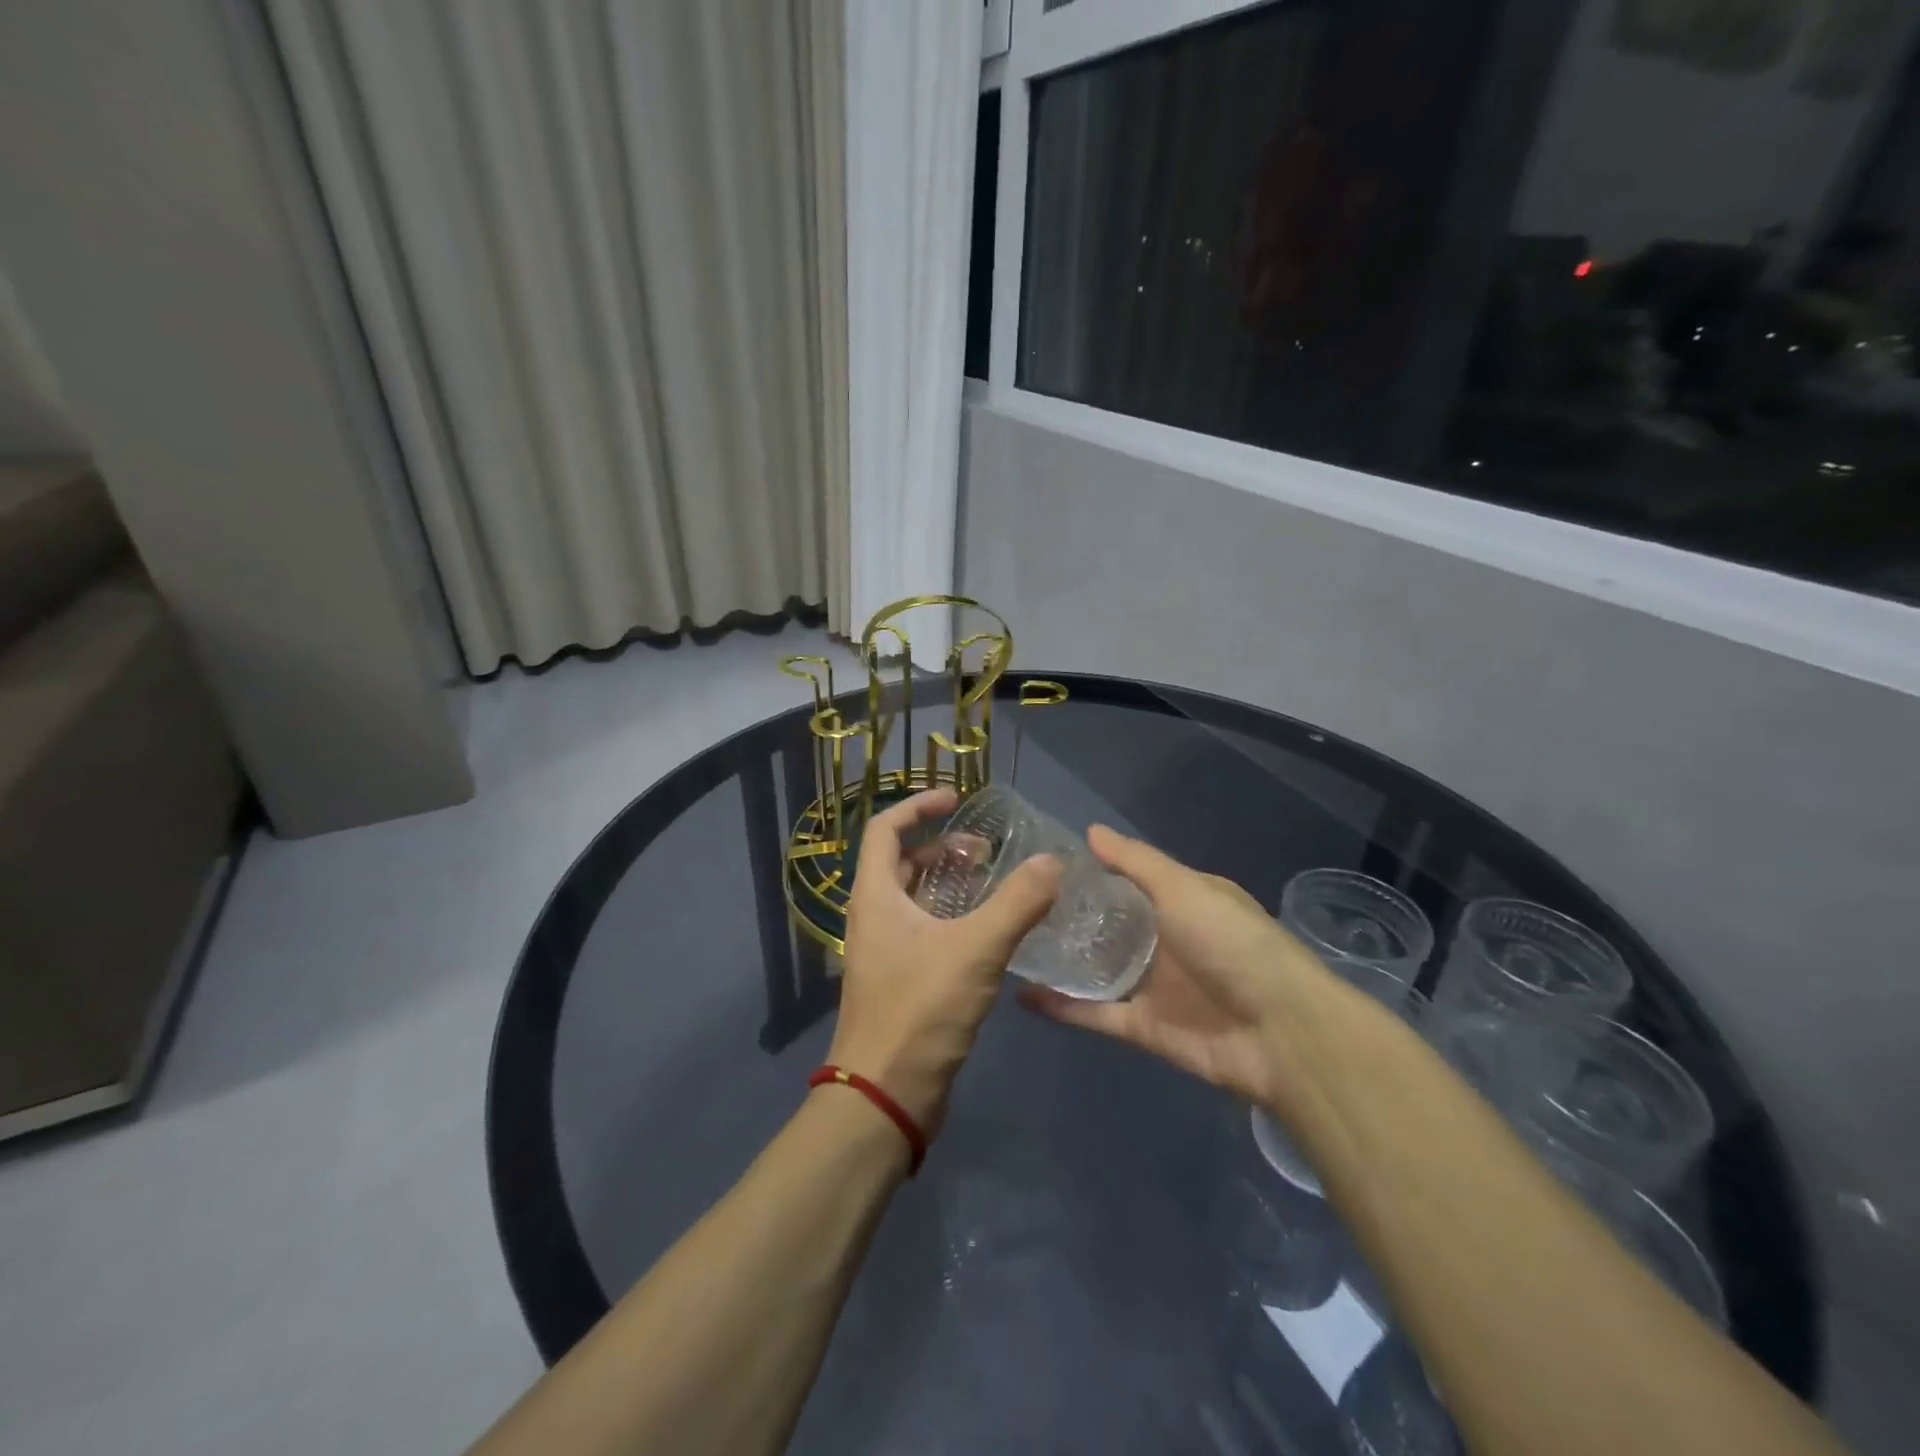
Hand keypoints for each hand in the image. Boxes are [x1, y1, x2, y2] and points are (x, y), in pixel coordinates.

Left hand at [832, 787, 1061, 1134]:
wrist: (885, 1095)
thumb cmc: (920, 1011)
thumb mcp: (975, 950)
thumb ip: (1017, 903)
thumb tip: (1053, 862)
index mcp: (875, 895)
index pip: (884, 828)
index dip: (918, 806)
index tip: (957, 800)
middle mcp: (873, 916)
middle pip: (902, 862)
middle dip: (942, 847)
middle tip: (986, 852)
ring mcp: (884, 950)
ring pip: (915, 898)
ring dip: (949, 883)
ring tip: (994, 884)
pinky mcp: (900, 979)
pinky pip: (925, 930)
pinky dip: (953, 917)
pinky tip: (990, 931)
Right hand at [1019, 825, 1330, 1110]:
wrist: (1281, 1033)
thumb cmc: (1232, 944)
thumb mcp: (1185, 889)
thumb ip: (1136, 862)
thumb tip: (1091, 831)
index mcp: (1182, 902)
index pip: (1129, 880)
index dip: (1091, 872)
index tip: (1044, 864)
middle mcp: (1165, 940)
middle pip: (1109, 926)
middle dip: (1069, 917)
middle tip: (1016, 903)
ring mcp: (1154, 986)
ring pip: (1097, 970)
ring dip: (1061, 961)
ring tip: (1011, 944)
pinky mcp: (1144, 1027)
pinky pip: (1095, 1013)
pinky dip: (1062, 1008)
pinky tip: (1021, 995)